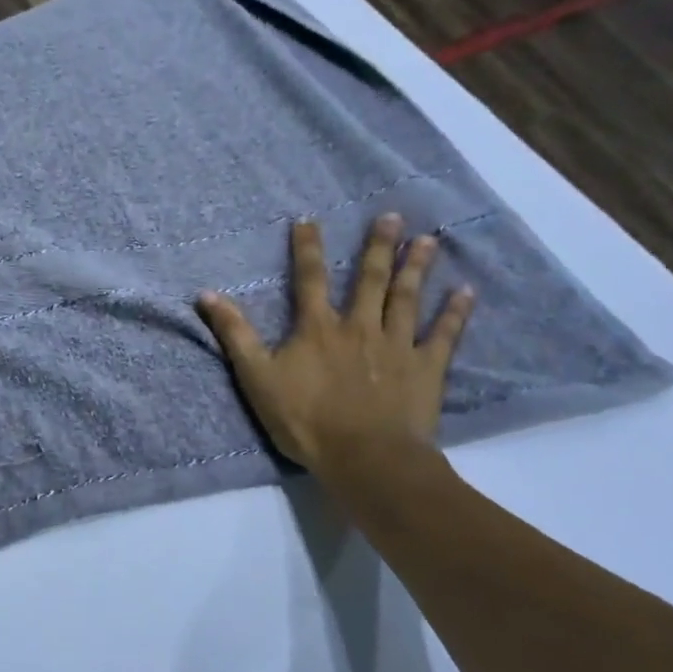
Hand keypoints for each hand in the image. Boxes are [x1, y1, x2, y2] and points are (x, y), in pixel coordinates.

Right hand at [195, 213, 474, 478]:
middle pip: (370, 280)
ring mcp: (397, 345)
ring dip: (417, 268)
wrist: (364, 456)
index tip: (309, 220)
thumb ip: (235, 334)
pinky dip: (455, 313)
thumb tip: (207, 294)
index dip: (307, 249)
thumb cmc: (304, 419)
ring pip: (407, 298)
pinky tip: (466, 291)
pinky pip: (443, 335)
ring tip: (427, 240)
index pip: (310, 279)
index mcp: (317, 329)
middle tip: (392, 216)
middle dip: (378, 246)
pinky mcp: (426, 368)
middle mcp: (359, 327)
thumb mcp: (256, 377)